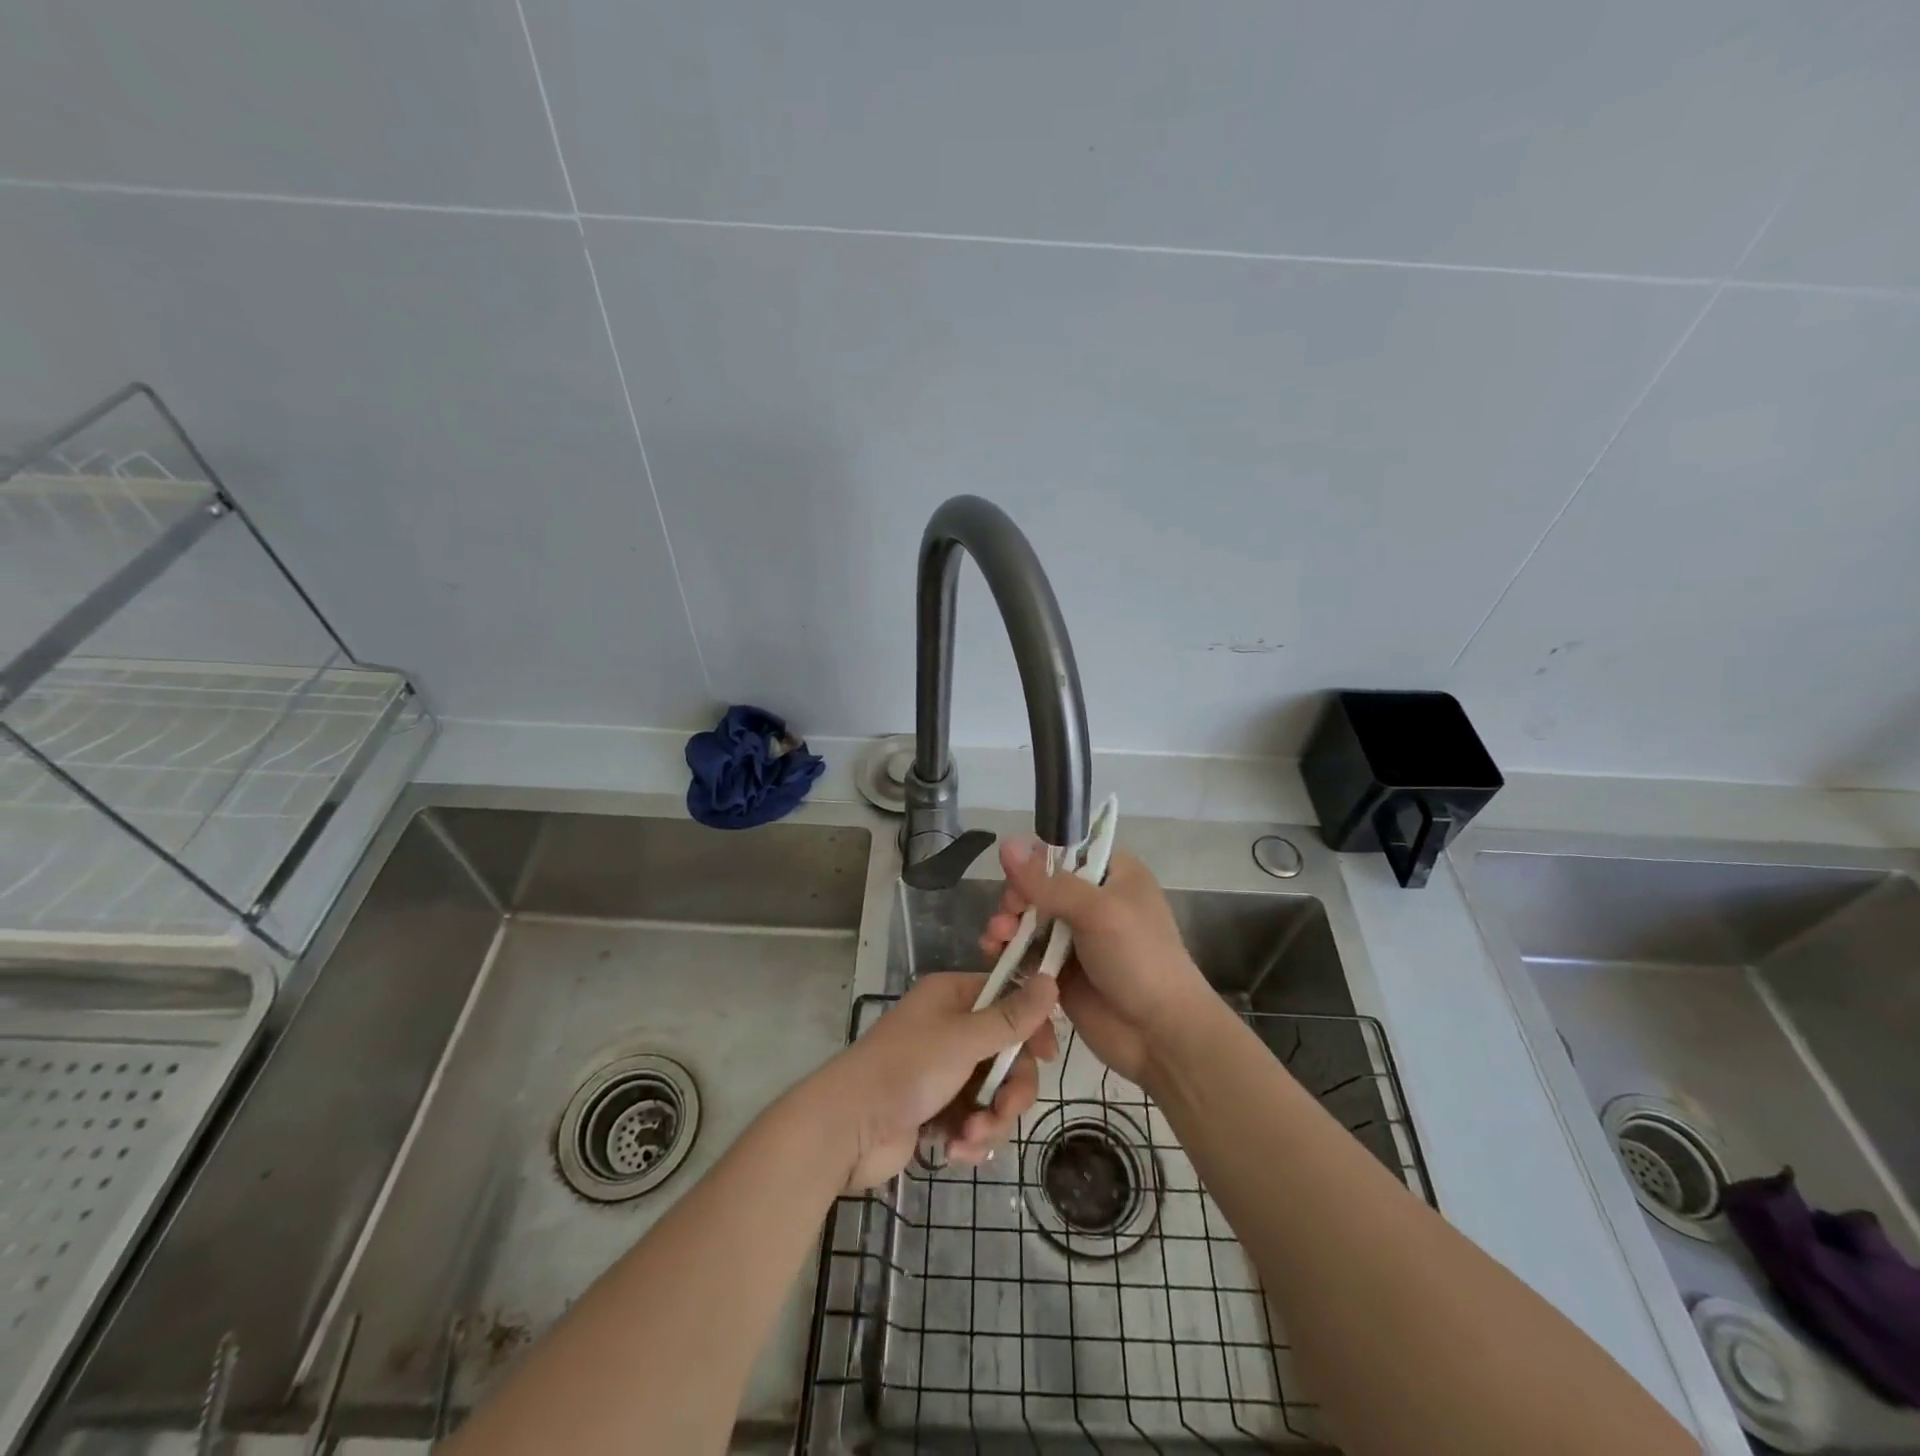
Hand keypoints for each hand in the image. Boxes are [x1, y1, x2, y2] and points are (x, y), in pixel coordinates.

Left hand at [811, 971, 1058, 1191]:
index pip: (1007, 1000)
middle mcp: (949, 1028)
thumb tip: (1051, 979)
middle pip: (1007, 1054)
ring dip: (990, 1121)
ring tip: (968, 1138)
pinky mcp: (936, 1110)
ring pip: (993, 1093)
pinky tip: (953, 1150)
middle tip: (1003, 1111)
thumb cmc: (906, 1070)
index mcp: (952, 997)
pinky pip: (973, 1120)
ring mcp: (942, 1071)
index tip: (1047, 1053)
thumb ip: (1011, 1018)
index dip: (1031, 1026)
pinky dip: (970, 1137)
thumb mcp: (964, 1040)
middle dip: (1010, 1090)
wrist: (846, 1128)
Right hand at [981, 839, 1212, 1086]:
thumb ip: (1048, 882)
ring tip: (996, 939)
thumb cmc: (1139, 960)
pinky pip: (1025, 952)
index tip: (1017, 877)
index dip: (1036, 860)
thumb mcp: (1097, 911)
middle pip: (1039, 885)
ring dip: (1007, 924)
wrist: (1160, 1036)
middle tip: (1008, 916)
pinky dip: (1008, 951)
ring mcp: (1074, 937)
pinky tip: (994, 955)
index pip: (1066, 850)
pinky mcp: (1059, 970)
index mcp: (1113, 874)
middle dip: (1016, 897)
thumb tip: (1005, 843)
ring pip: (1028, 919)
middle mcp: (1092, 901)